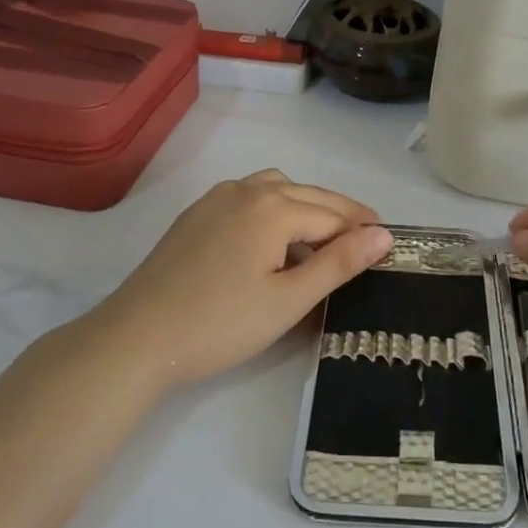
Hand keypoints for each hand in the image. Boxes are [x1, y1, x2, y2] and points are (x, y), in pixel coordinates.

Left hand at [95, 170, 391, 392]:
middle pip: (308, 195)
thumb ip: (339, 263)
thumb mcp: (289, 299)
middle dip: (339, 214)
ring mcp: (216, 198)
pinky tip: (271, 240)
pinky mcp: (195, 214)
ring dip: (304, 206)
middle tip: (366, 239)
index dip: (363, 229)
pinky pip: (247, 198)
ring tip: (320, 237)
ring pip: (275, 189)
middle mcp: (246, 190)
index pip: (333, 214)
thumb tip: (383, 235)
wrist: (138, 338)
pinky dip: (273, 208)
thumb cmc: (222, 323)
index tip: (389, 242)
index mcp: (274, 206)